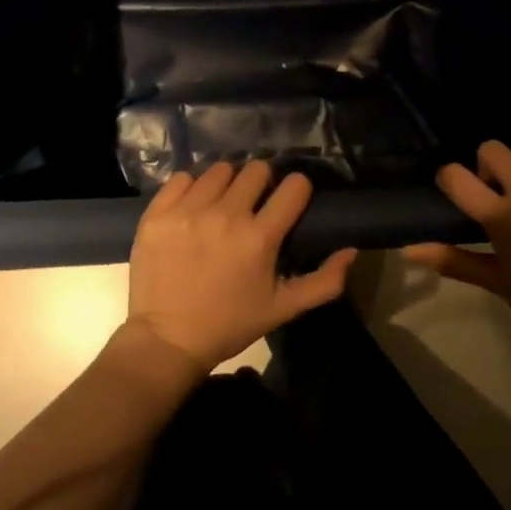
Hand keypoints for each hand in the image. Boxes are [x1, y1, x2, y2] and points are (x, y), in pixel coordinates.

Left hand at [125, 161, 357, 371]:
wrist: (167, 340)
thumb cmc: (229, 324)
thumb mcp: (282, 309)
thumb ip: (324, 281)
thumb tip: (351, 249)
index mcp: (260, 238)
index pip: (293, 186)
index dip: (297, 189)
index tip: (291, 199)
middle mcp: (225, 215)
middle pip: (256, 170)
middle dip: (262, 182)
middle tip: (255, 202)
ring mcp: (188, 210)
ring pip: (219, 170)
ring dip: (227, 182)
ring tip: (222, 202)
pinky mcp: (159, 212)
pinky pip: (182, 178)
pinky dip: (192, 187)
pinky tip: (193, 206)